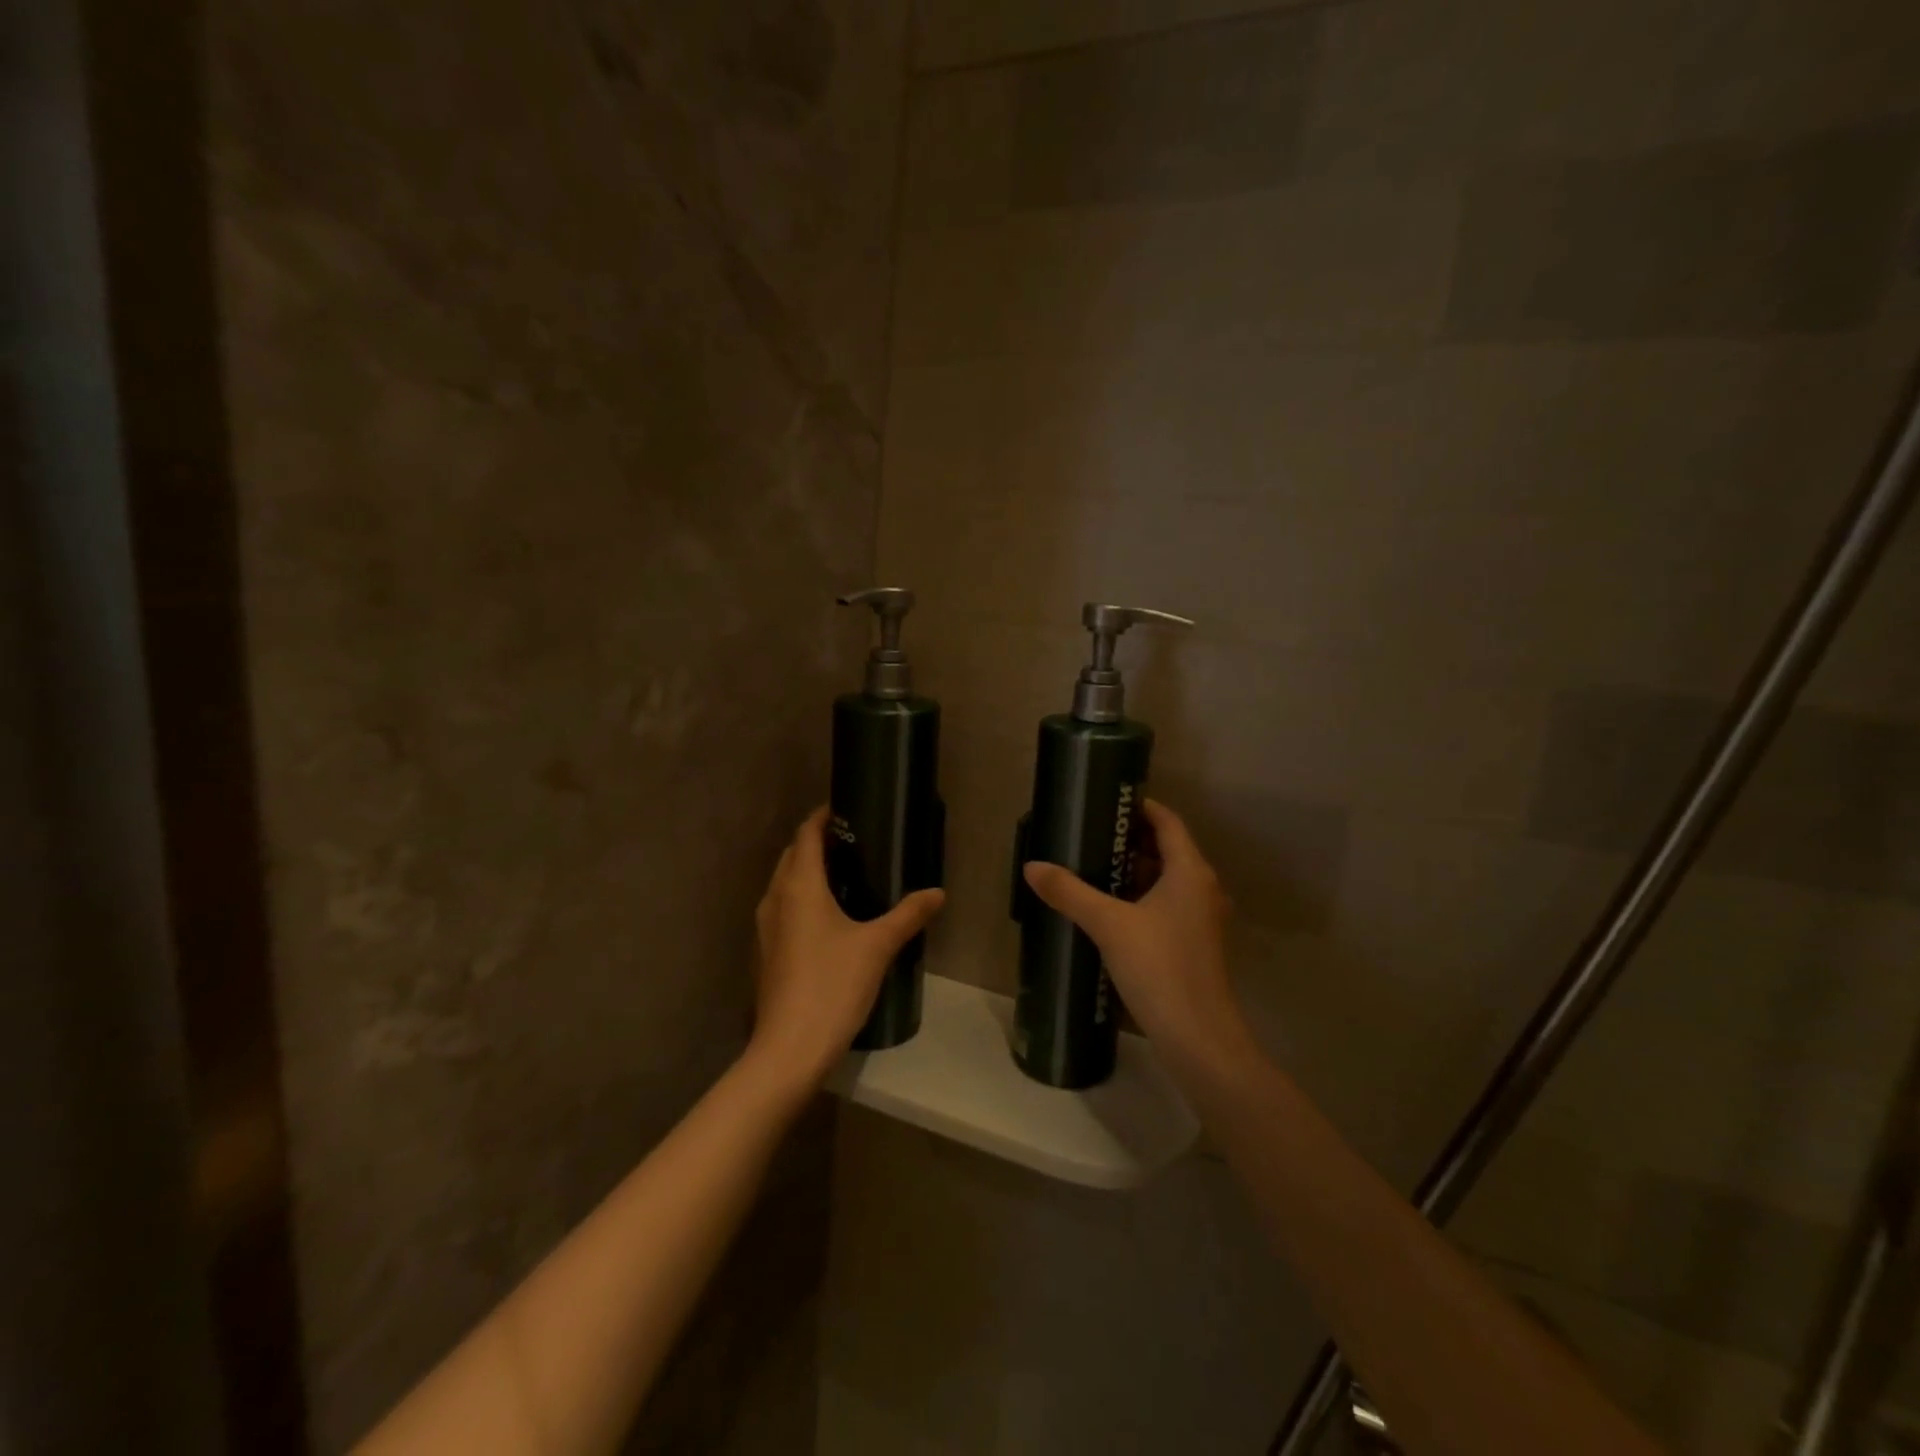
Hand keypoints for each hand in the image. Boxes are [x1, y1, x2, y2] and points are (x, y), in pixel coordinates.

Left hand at [749, 807, 945, 1087]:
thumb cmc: (832, 985)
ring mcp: (766, 927)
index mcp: (799, 887)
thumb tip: (937, 892)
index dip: (823, 817)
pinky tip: (829, 917)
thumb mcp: (877, 946)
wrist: (789, 1048)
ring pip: (784, 883)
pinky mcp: (766, 952)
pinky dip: (802, 898)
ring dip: (807, 871)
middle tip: (854, 841)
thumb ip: (908, 915)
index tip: (848, 809)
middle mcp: (775, 898)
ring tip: (845, 874)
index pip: (806, 835)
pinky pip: (783, 908)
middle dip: (816, 842)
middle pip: (792, 856)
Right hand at [1022, 799, 1251, 1067]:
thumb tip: (1032, 866)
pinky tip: (1110, 911)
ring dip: (1135, 871)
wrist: (1198, 1037)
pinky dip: (1142, 898)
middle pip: (1168, 850)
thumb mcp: (1108, 925)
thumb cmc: (1159, 968)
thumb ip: (1070, 892)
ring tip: (1093, 868)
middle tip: (1090, 836)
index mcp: (1190, 872)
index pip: (1168, 822)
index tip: (1108, 804)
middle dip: (1130, 841)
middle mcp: (1202, 889)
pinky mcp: (1195, 944)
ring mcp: (1202, 919)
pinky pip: (1168, 905)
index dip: (1141, 808)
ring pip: (1168, 880)